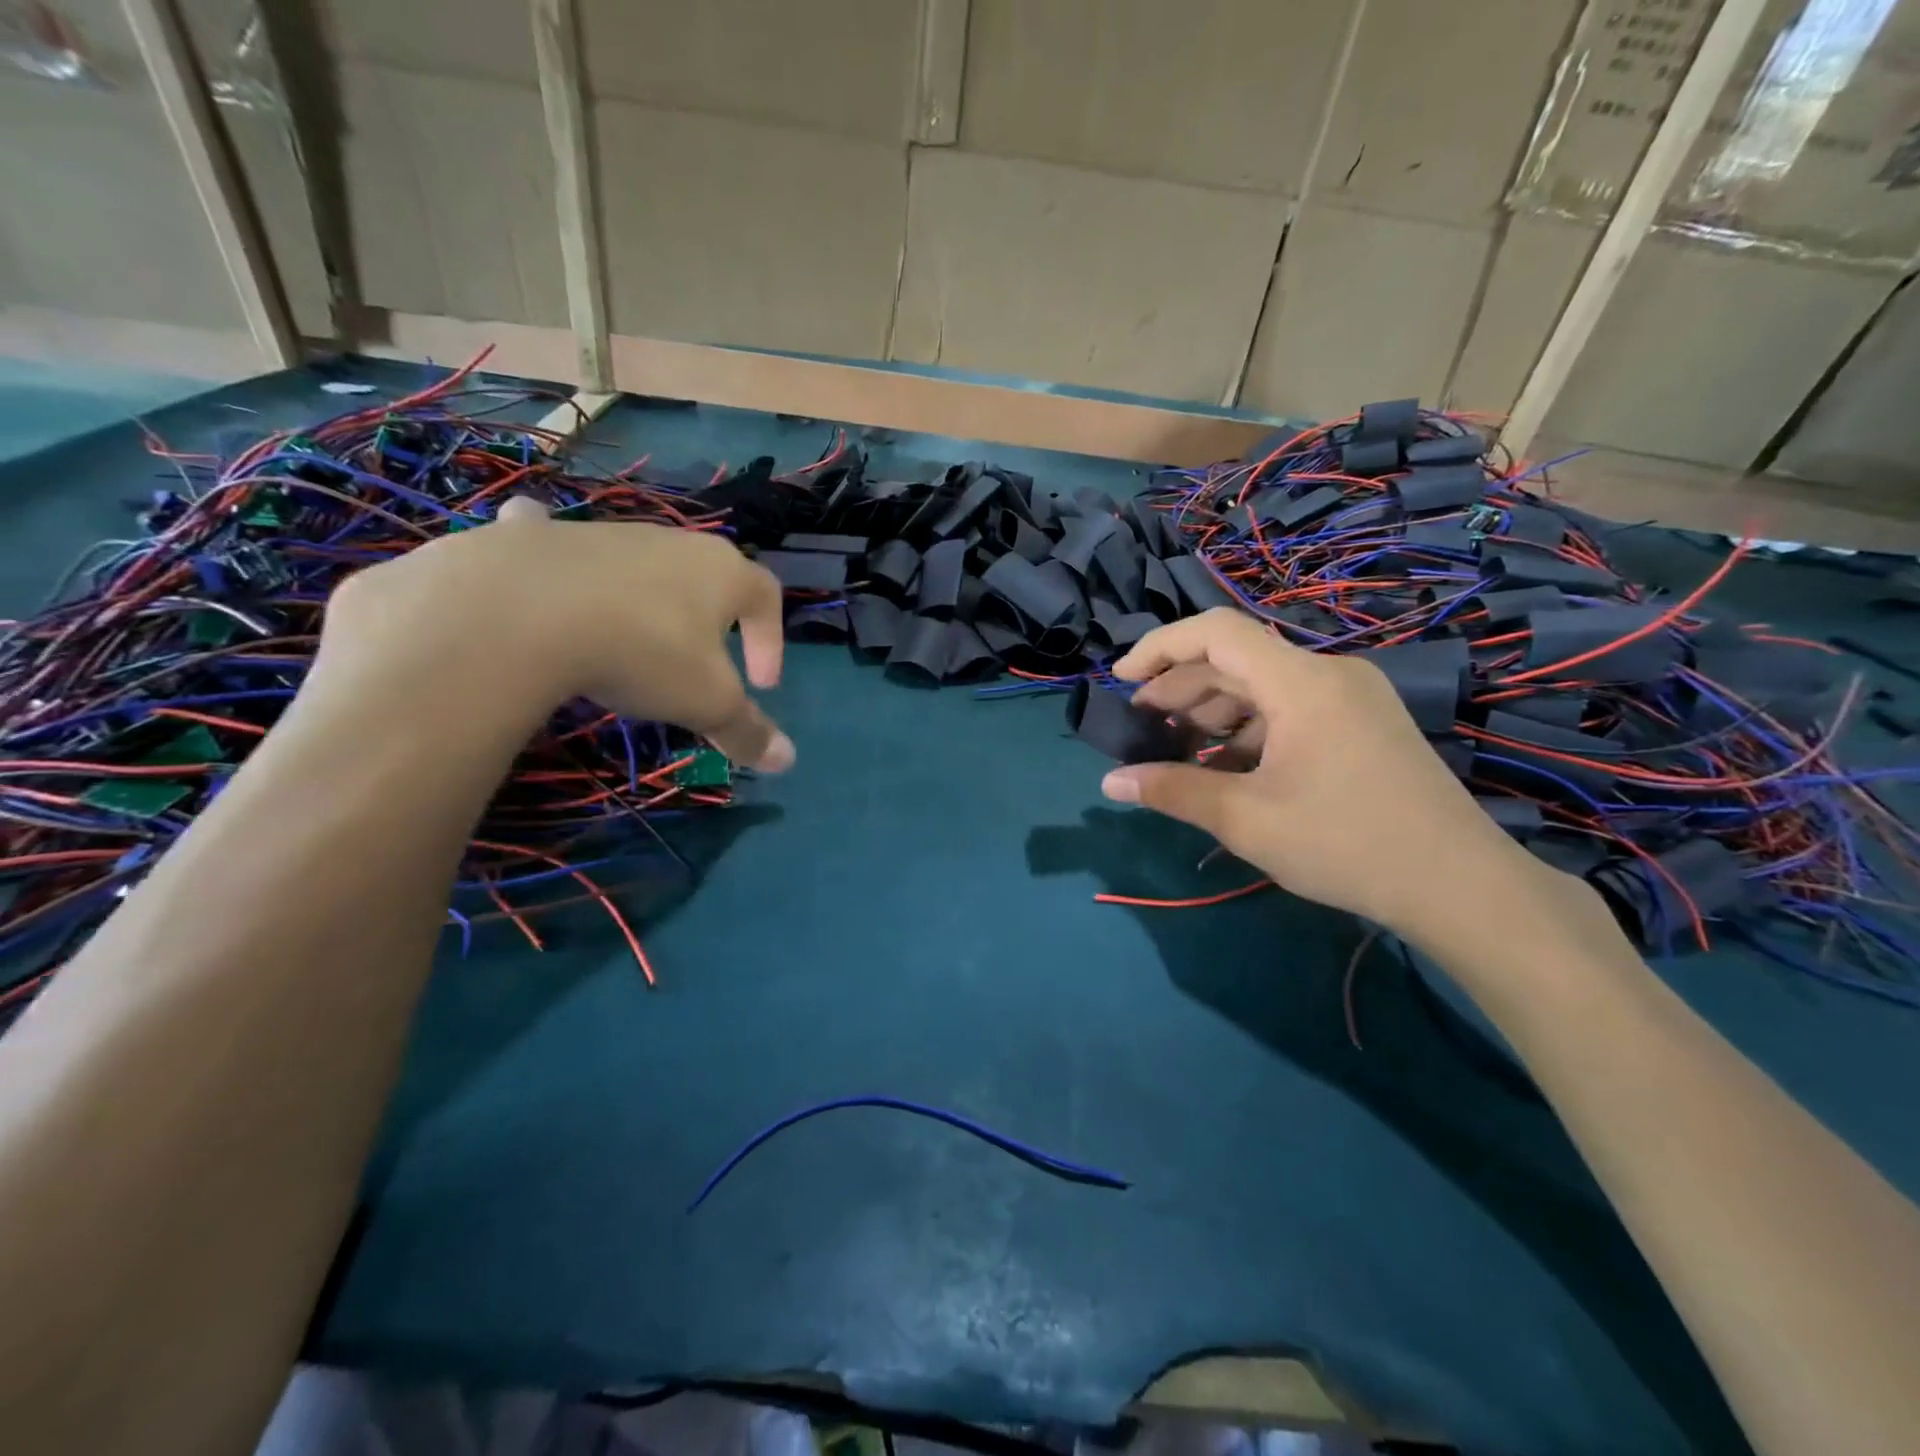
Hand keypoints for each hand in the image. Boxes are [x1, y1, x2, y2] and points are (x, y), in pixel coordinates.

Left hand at [312, 496, 793, 770]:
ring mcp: (605, 534)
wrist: (520, 610)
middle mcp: (670, 542)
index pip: (768, 596)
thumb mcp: (705, 702)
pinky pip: (557, 541)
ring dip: (646, 598)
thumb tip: (787, 761)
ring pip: (639, 562)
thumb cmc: (642, 652)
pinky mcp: (542, 538)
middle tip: (701, 667)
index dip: (772, 640)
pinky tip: (544, 581)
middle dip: (713, 621)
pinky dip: (557, 556)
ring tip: (627, 641)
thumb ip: (747, 730)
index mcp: (722, 572)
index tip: (761, 686)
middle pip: (707, 577)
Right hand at [1100, 608, 1542, 937]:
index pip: (1215, 632)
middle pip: (1235, 659)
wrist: (1459, 885)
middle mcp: (1327, 673)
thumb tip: (1110, 782)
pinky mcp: (1362, 723)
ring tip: (1178, 750)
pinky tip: (1227, 767)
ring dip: (1213, 711)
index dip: (1159, 647)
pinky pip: (1289, 708)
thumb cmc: (1346, 844)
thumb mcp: (1246, 819)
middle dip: (1180, 688)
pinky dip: (1248, 728)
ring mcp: (1350, 697)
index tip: (1122, 682)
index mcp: (1300, 682)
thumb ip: (1173, 791)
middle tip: (1142, 728)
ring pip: (1262, 685)